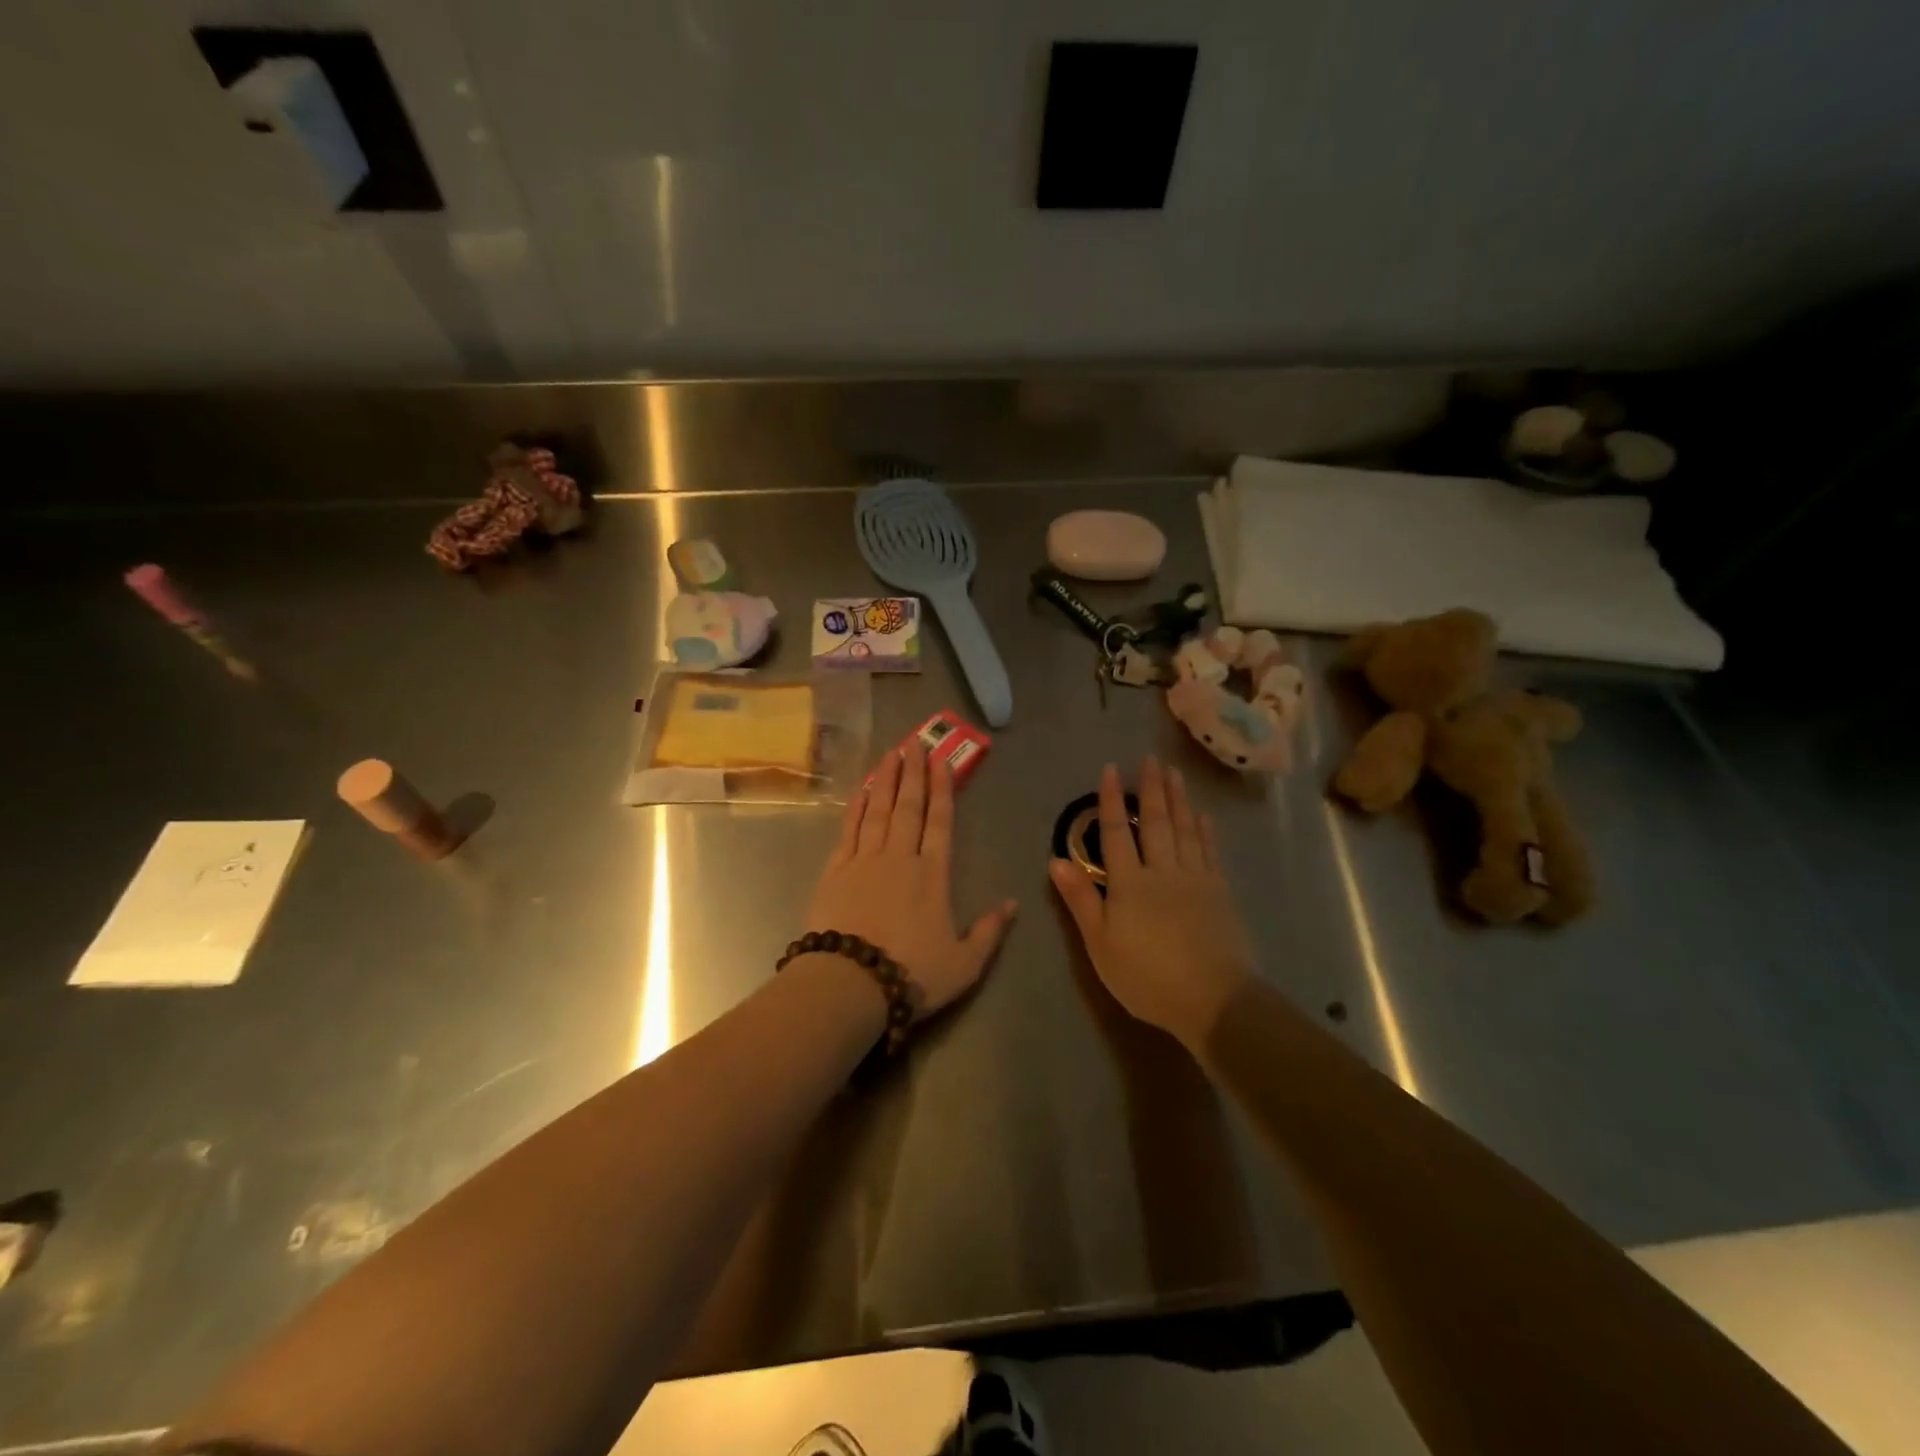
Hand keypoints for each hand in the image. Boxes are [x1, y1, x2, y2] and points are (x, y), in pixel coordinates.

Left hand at [806, 740, 1017, 1021]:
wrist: (849, 984)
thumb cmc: (911, 974)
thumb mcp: (965, 964)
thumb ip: (989, 932)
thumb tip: (1013, 904)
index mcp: (933, 875)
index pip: (940, 821)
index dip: (942, 789)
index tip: (941, 760)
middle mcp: (900, 858)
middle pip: (909, 807)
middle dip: (914, 773)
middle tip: (915, 742)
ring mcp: (865, 860)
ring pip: (879, 810)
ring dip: (886, 780)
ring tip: (891, 753)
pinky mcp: (836, 871)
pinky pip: (849, 829)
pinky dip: (857, 807)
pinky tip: (862, 790)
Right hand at [1050, 759, 1253, 1046]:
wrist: (1214, 999)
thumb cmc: (1147, 976)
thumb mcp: (1101, 944)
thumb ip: (1081, 900)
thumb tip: (1056, 860)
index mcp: (1129, 883)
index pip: (1115, 832)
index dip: (1110, 800)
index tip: (1111, 770)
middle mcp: (1162, 870)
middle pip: (1154, 822)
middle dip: (1151, 789)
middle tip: (1151, 759)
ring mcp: (1195, 878)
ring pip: (1184, 829)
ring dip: (1178, 799)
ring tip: (1174, 774)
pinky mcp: (1219, 891)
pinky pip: (1209, 851)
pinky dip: (1205, 830)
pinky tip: (1203, 815)